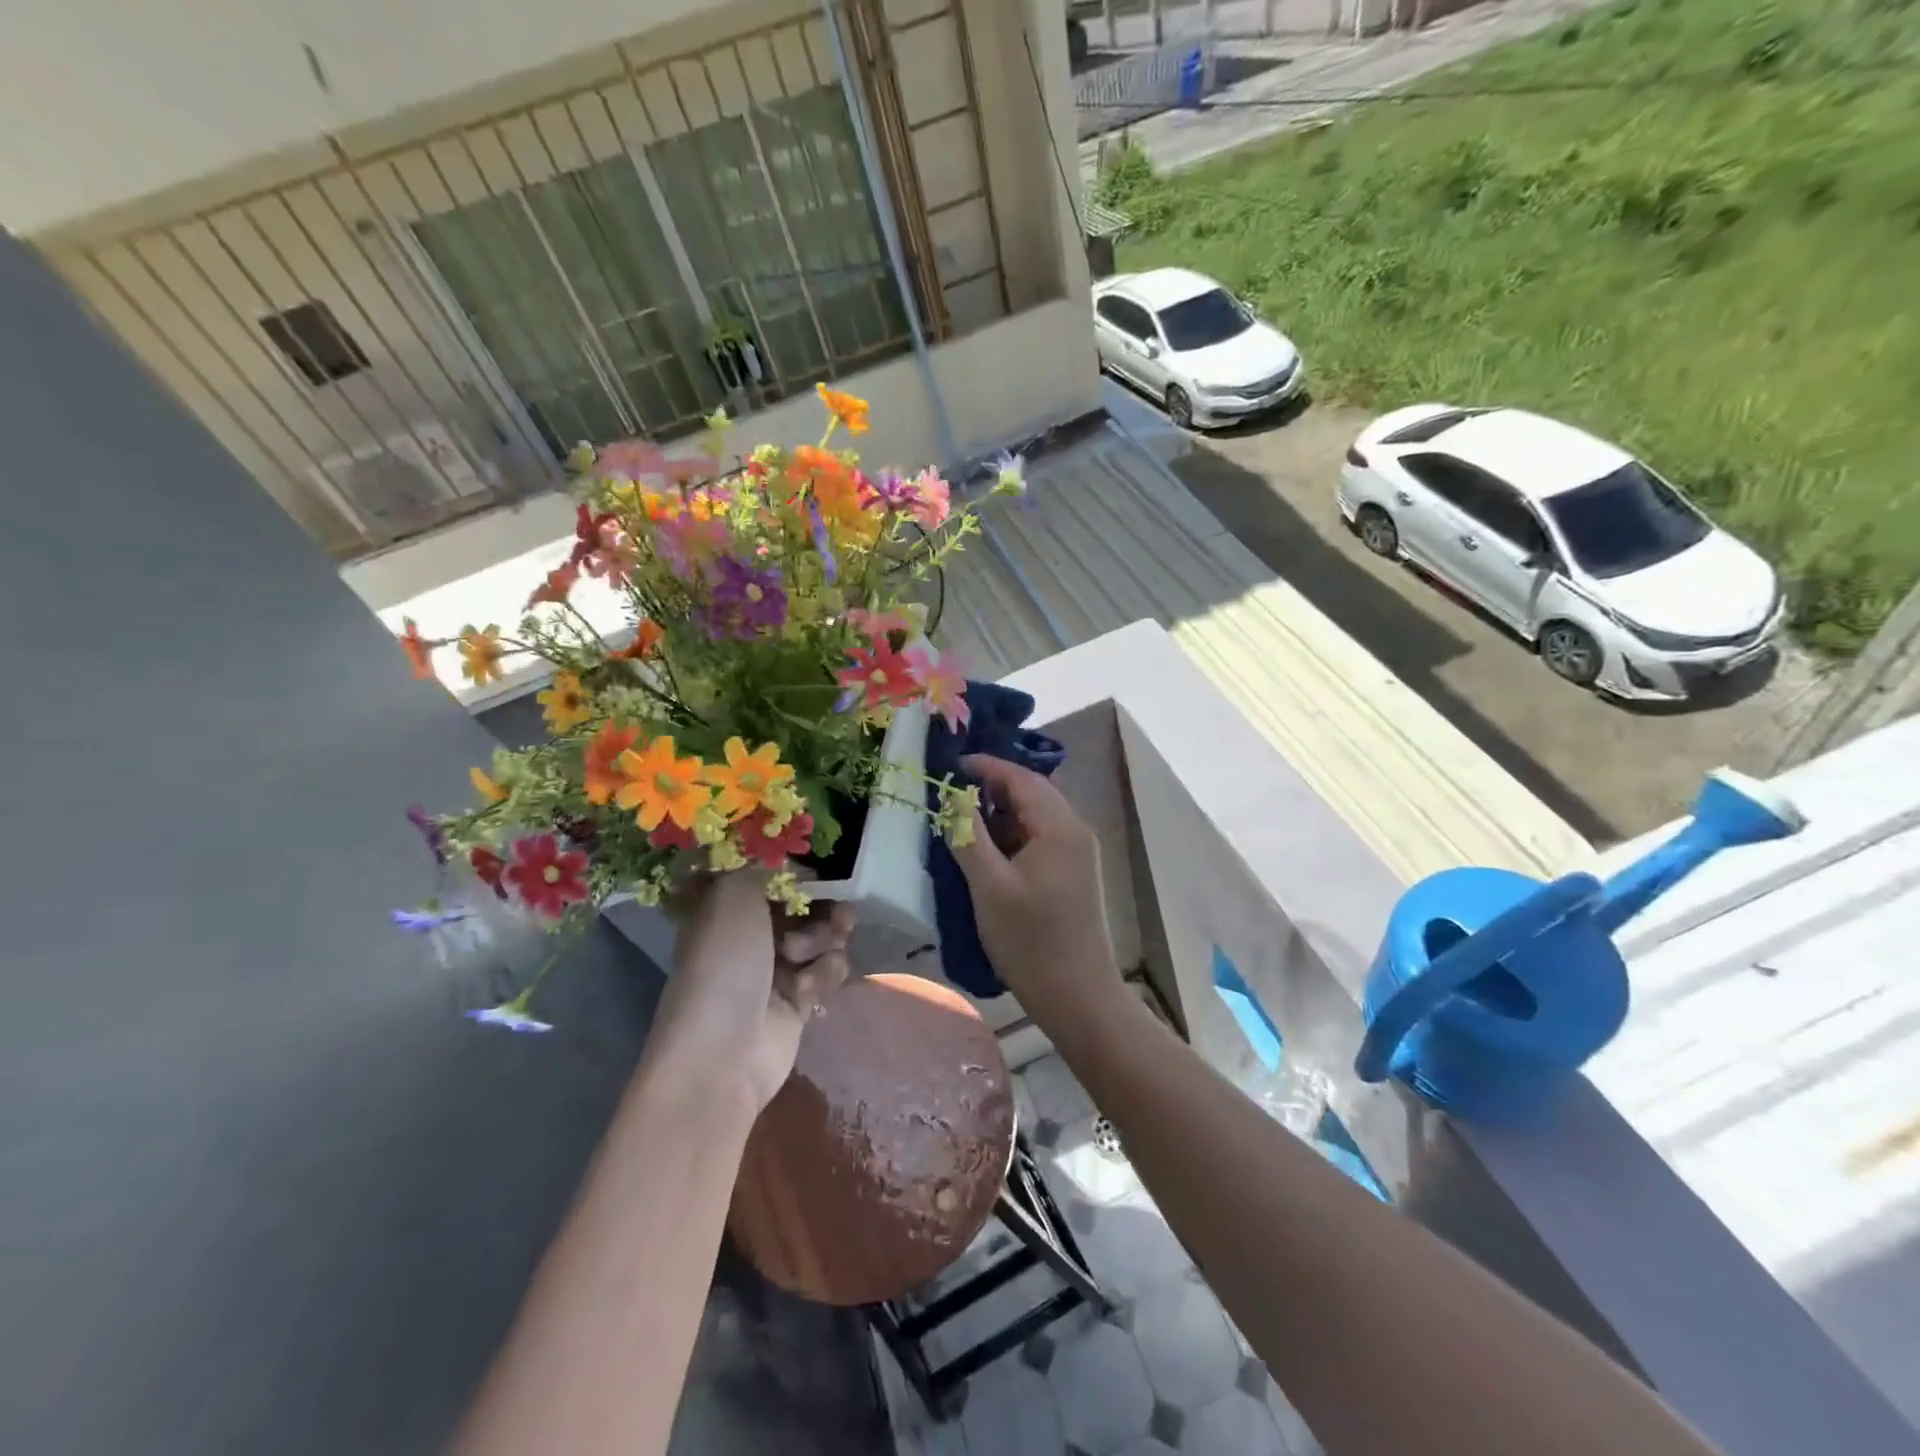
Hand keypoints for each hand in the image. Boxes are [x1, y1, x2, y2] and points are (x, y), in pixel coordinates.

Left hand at [652, 871, 852, 1113]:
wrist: (724, 1053)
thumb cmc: (723, 965)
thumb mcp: (733, 894)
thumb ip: (766, 865)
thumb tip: (796, 863)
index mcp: (728, 904)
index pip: (774, 874)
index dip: (799, 872)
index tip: (819, 872)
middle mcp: (752, 931)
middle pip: (806, 904)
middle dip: (825, 907)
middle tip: (839, 913)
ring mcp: (777, 966)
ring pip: (824, 936)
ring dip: (823, 942)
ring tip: (804, 958)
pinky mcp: (800, 998)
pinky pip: (828, 970)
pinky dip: (823, 976)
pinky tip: (805, 992)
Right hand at [951, 754, 1119, 1016]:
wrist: (1078, 995)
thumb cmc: (1030, 940)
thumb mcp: (989, 886)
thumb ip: (968, 835)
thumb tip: (950, 797)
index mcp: (1059, 826)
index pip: (1021, 777)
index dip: (985, 766)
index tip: (950, 764)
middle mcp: (1075, 830)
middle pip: (1032, 792)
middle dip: (992, 786)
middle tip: (952, 790)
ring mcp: (1078, 852)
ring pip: (1036, 815)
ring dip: (1002, 811)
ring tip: (964, 818)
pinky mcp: (1074, 872)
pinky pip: (1041, 836)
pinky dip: (1014, 833)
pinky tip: (988, 849)